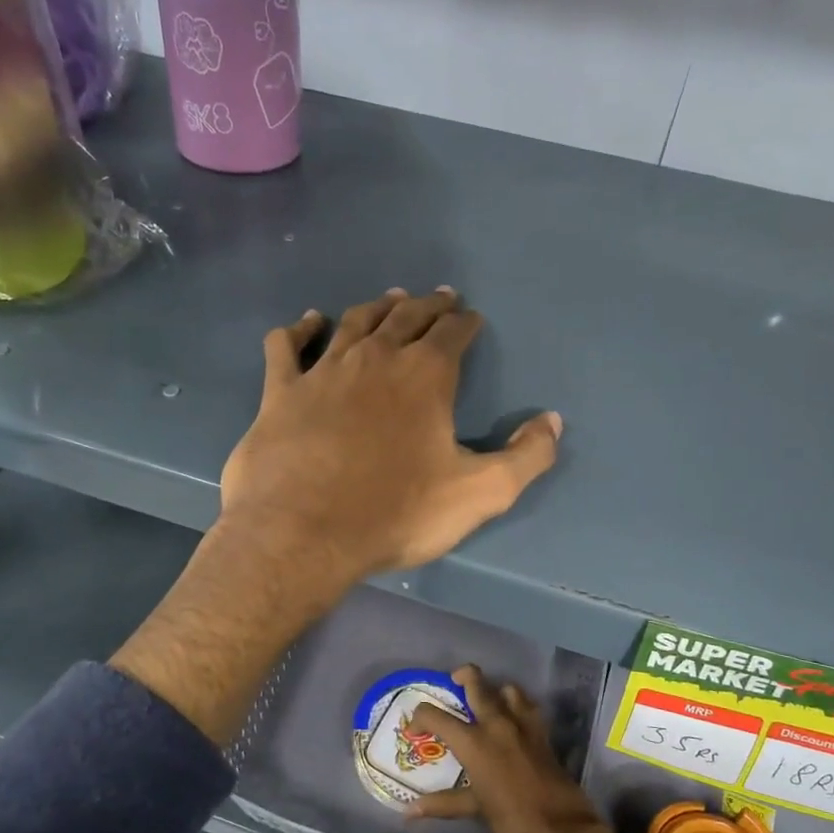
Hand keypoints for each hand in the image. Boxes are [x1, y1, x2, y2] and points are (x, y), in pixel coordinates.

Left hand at [113, 291, 557, 747]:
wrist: (304, 534)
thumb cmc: (396, 513)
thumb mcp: (481, 493)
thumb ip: (526, 457)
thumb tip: (553, 421)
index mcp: (425, 376)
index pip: (452, 333)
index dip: (465, 322)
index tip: (470, 317)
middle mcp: (375, 359)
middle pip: (405, 317)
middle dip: (426, 306)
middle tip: (438, 298)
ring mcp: (323, 371)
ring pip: (353, 323)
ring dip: (375, 308)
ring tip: (389, 300)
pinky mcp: (280, 391)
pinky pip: (287, 345)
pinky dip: (298, 329)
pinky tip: (306, 322)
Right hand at [408, 666, 644, 832]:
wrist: (561, 831)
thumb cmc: (512, 822)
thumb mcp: (475, 810)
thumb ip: (443, 803)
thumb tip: (410, 811)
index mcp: (474, 742)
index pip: (437, 716)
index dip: (421, 716)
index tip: (415, 726)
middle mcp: (497, 724)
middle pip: (478, 685)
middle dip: (463, 677)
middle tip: (454, 682)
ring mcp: (524, 726)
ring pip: (508, 690)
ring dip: (496, 690)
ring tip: (487, 702)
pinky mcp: (543, 734)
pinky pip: (529, 707)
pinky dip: (518, 706)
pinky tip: (513, 722)